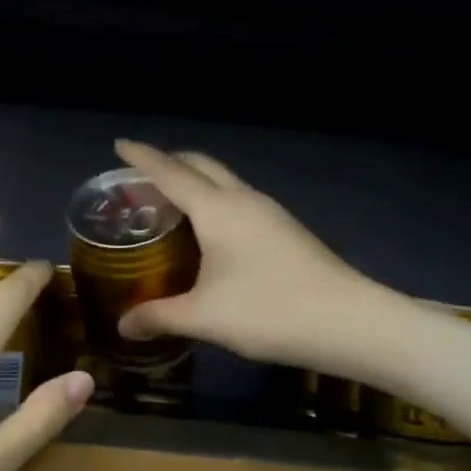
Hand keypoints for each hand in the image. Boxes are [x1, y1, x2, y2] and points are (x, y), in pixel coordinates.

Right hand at [113, 139, 408, 375]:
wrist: (351, 324)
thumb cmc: (269, 311)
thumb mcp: (204, 317)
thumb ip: (158, 316)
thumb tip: (122, 326)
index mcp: (218, 209)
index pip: (170, 172)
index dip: (142, 157)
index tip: (119, 144)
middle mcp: (243, 200)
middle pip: (201, 166)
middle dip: (169, 162)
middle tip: (139, 177)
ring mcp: (269, 213)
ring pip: (223, 182)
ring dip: (193, 182)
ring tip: (167, 204)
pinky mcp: (285, 231)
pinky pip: (237, 201)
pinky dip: (212, 202)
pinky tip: (206, 232)